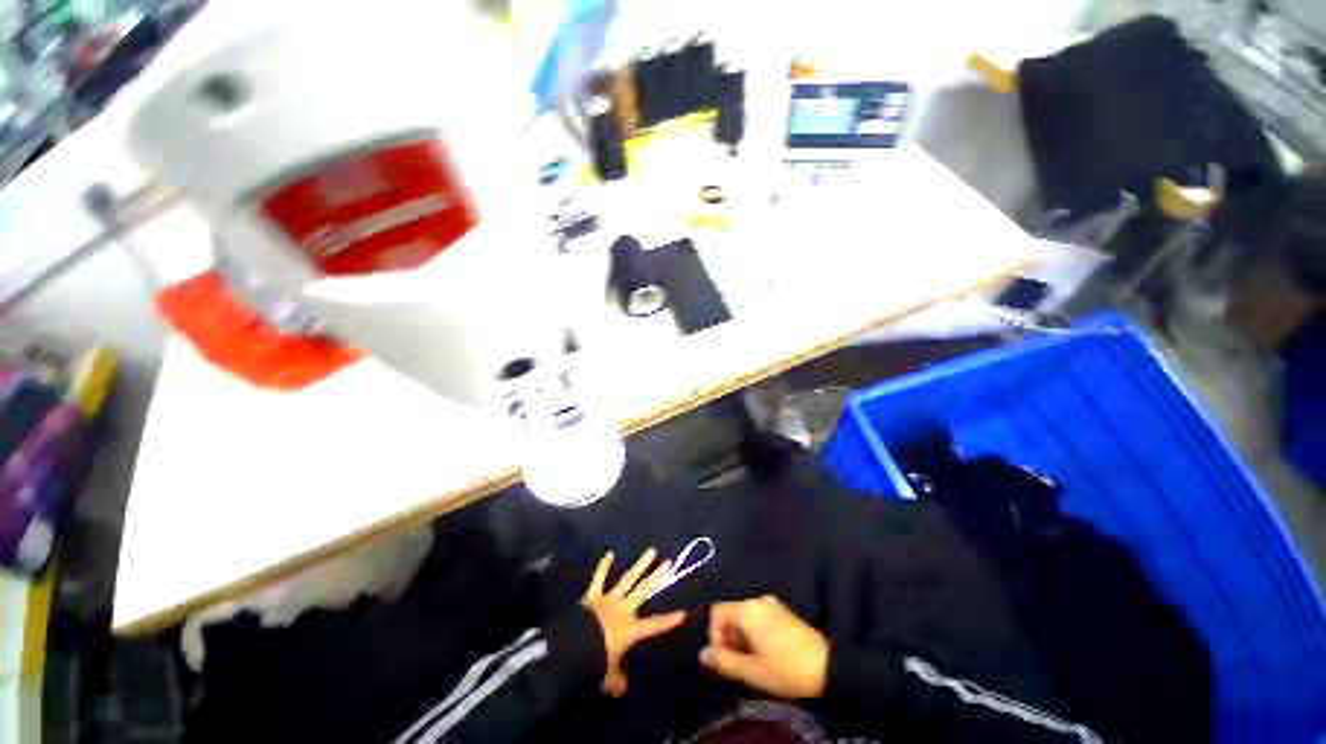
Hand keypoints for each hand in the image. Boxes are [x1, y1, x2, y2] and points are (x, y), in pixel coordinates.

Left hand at [581, 548, 685, 696]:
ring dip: (640, 564)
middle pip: (644, 590)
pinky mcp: (594, 594)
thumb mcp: (608, 677)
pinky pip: (599, 578)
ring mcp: (609, 598)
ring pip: (628, 578)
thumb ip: (617, 681)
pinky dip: (603, 566)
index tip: (682, 613)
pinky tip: (609, 553)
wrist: (574, 645)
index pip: (654, 626)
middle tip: (668, 562)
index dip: (668, 620)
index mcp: (631, 629)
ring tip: (651, 550)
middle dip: (657, 576)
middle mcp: (624, 609)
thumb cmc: (595, 661)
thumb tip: (622, 687)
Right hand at [700, 595, 828, 699]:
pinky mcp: (783, 611)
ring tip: (751, 660)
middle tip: (737, 662)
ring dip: (741, 635)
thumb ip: (724, 661)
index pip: (717, 612)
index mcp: (747, 610)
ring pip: (745, 615)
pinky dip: (753, 631)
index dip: (714, 634)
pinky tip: (765, 652)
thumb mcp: (752, 671)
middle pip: (731, 612)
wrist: (826, 667)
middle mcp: (758, 600)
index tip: (723, 658)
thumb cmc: (786, 670)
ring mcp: (772, 604)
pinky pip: (758, 616)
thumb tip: (703, 654)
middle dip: (728, 637)